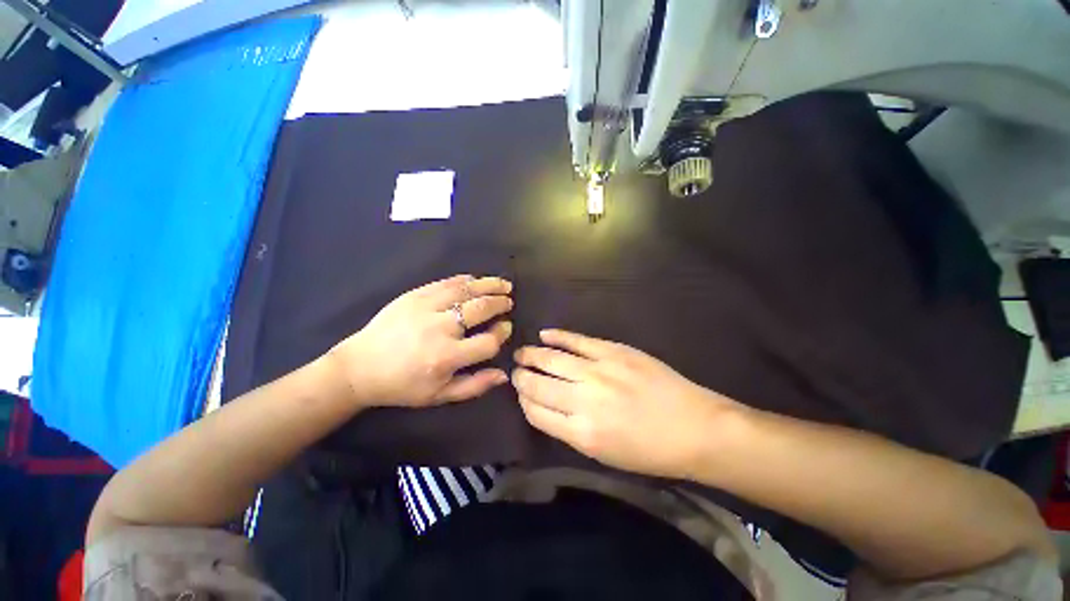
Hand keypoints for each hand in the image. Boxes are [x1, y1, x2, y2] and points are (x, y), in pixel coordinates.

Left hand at [330, 275, 513, 407]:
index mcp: (446, 357)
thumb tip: (503, 374)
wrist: (360, 367)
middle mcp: (439, 329)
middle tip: (508, 302)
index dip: (502, 333)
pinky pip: (445, 283)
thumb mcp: (439, 396)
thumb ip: (474, 386)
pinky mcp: (414, 295)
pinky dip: (465, 280)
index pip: (488, 341)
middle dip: (500, 303)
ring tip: (503, 284)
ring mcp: (425, 308)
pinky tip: (476, 280)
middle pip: (481, 309)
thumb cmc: (403, 386)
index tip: (506, 328)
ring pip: (466, 290)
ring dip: (489, 285)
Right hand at [512, 330, 742, 478]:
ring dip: (532, 355)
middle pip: (539, 385)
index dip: (524, 401)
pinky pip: (577, 340)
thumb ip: (569, 430)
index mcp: (581, 433)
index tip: (520, 394)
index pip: (536, 412)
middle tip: (515, 371)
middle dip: (522, 377)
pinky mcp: (614, 351)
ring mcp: (599, 371)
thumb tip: (545, 406)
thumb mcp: (604, 453)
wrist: (695, 428)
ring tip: (521, 352)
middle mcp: (584, 399)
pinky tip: (544, 335)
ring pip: (552, 359)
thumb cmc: (649, 451)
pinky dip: (558, 336)